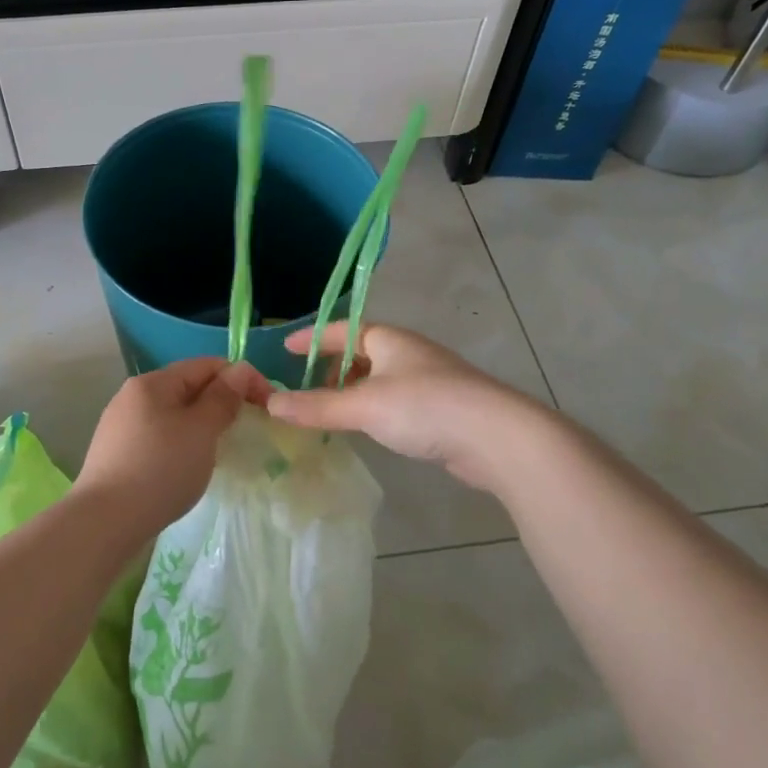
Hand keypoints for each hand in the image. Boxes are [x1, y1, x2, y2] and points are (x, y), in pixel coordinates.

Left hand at [78, 357, 270, 533]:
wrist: (104, 522)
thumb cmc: (160, 469)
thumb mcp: (201, 431)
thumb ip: (222, 398)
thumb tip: (238, 372)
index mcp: (153, 382)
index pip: (206, 365)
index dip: (241, 378)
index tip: (267, 405)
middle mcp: (133, 396)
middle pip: (188, 387)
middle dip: (221, 402)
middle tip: (247, 429)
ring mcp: (121, 425)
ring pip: (174, 414)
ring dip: (202, 425)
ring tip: (221, 450)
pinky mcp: (117, 454)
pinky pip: (159, 437)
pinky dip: (182, 444)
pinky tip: (188, 467)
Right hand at [265, 324, 548, 490]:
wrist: (497, 437)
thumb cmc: (425, 407)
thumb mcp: (364, 405)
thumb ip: (317, 406)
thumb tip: (270, 403)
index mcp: (389, 339)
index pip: (342, 330)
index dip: (313, 337)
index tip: (285, 348)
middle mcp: (409, 352)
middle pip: (362, 352)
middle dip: (333, 367)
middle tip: (307, 389)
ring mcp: (429, 379)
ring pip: (380, 378)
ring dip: (354, 391)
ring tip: (333, 412)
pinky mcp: (443, 408)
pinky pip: (396, 400)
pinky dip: (375, 409)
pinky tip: (370, 429)